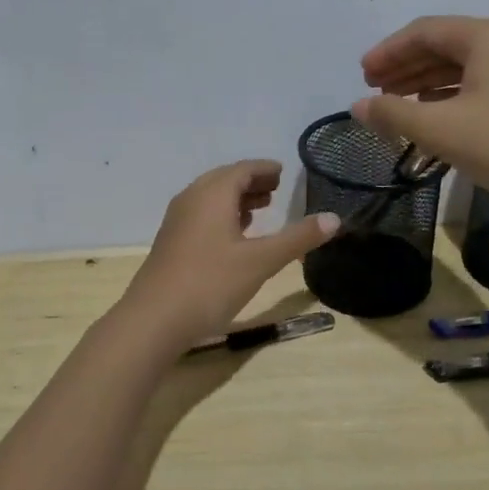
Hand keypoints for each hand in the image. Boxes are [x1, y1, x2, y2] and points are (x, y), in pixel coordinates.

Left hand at [118, 161, 338, 347]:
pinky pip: (200, 215)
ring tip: (260, 209)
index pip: (242, 169)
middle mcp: (191, 199)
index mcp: (212, 194)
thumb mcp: (261, 261)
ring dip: (236, 199)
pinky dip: (221, 215)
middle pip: (224, 180)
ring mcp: (177, 221)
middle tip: (276, 188)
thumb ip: (298, 238)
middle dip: (251, 182)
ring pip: (210, 199)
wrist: (153, 319)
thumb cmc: (210, 283)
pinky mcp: (171, 243)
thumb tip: (335, 218)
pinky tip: (233, 236)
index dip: (264, 169)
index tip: (282, 172)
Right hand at [353, 16, 488, 213]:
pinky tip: (436, 115)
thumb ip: (392, 114)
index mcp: (487, 36)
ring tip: (398, 104)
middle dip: (406, 66)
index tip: (362, 76)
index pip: (425, 31)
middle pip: (446, 45)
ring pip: (466, 66)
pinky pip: (484, 82)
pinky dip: (453, 95)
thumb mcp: (439, 129)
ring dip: (427, 82)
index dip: (388, 51)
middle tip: (374, 90)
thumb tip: (357, 107)